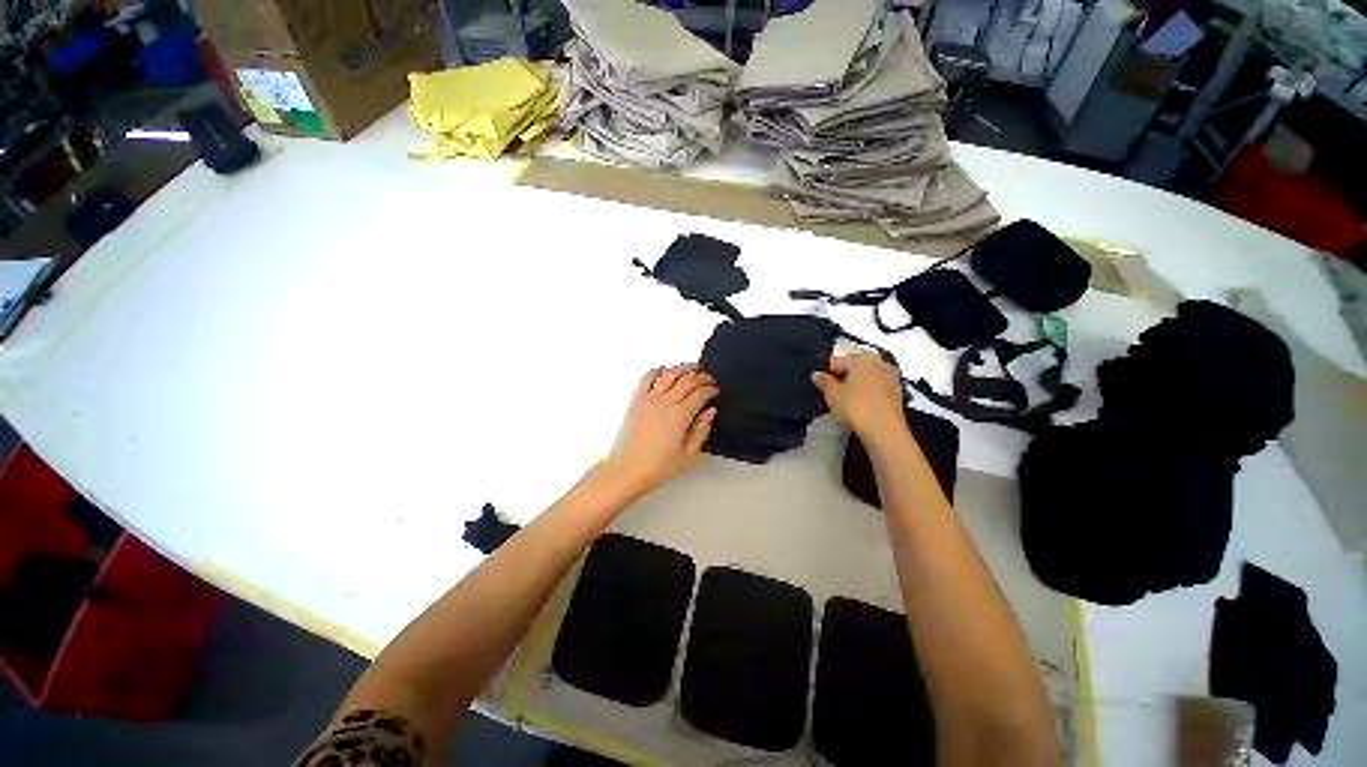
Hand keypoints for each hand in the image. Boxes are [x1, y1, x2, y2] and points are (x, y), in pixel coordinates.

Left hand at [604, 364, 717, 498]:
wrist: (627, 470)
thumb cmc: (656, 467)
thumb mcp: (688, 455)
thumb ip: (702, 431)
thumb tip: (710, 412)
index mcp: (680, 416)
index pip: (700, 393)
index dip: (711, 389)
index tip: (715, 390)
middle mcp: (665, 403)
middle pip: (688, 380)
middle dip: (702, 376)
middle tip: (709, 378)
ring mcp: (649, 399)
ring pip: (670, 374)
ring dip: (683, 367)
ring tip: (692, 367)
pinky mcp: (636, 401)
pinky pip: (647, 378)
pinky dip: (657, 370)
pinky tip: (664, 369)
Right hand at [812, 354, 906, 442]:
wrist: (884, 429)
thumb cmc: (855, 406)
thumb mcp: (833, 394)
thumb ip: (824, 381)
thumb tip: (817, 374)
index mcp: (861, 360)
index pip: (837, 361)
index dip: (826, 371)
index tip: (818, 383)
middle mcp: (878, 364)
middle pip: (855, 367)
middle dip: (843, 376)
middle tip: (831, 390)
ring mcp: (890, 378)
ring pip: (868, 377)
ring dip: (857, 384)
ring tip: (845, 397)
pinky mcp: (898, 394)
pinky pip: (877, 387)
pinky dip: (868, 392)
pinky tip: (860, 403)